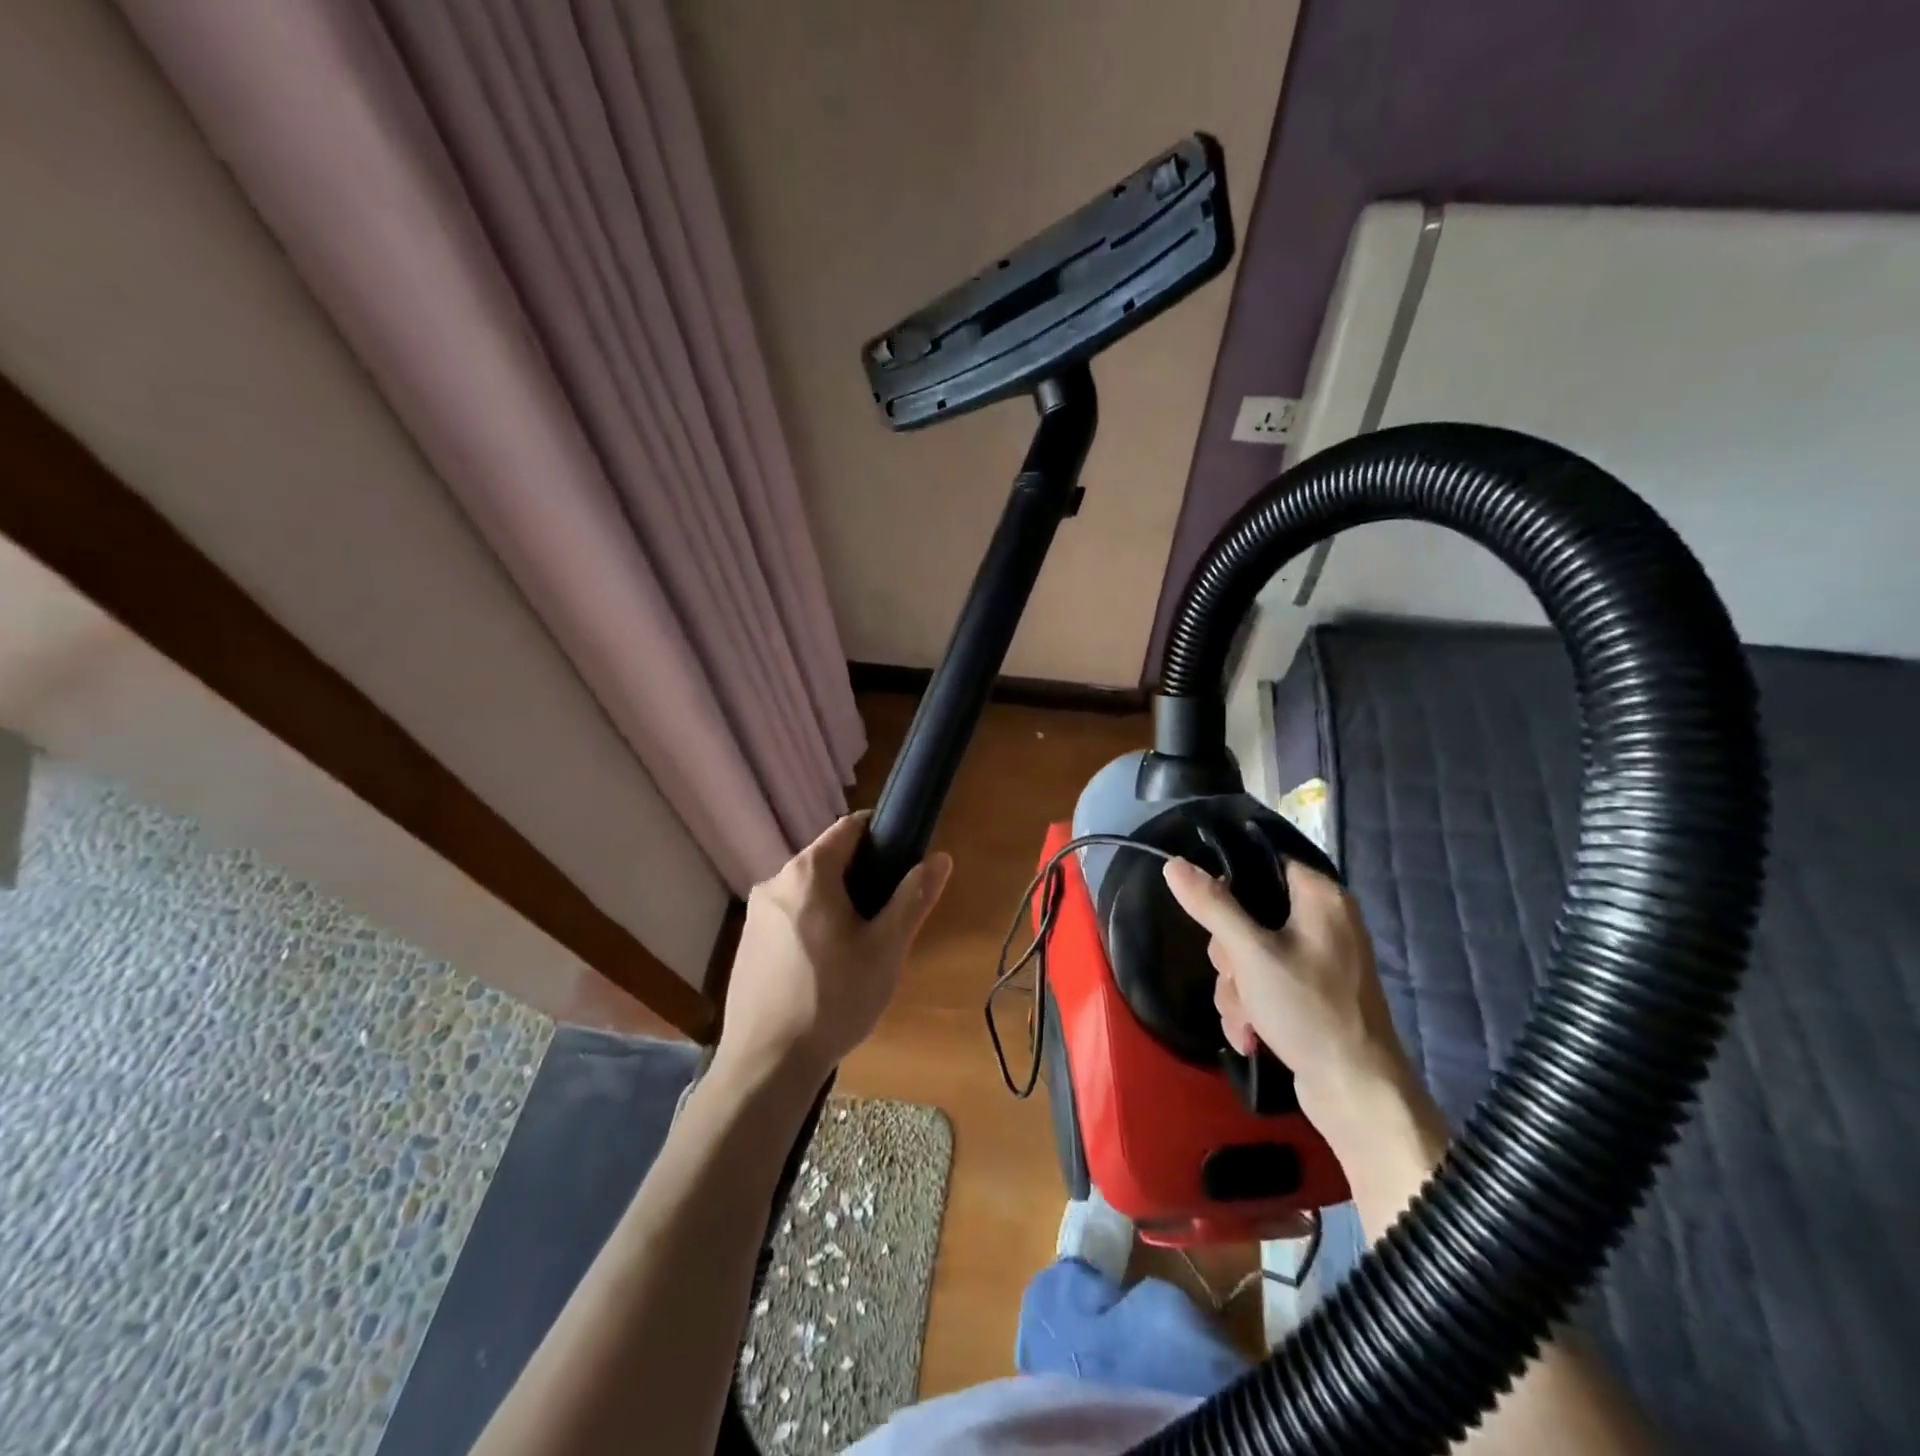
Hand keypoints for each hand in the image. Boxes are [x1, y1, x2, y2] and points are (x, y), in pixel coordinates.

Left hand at [716, 813, 951, 1085]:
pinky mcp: (746, 943)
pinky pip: (790, 917)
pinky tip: (826, 969)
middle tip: (887, 920)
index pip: (850, 827)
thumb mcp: (886, 949)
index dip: (882, 835)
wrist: (767, 1065)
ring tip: (860, 950)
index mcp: (808, 872)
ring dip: (838, 906)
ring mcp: (755, 914)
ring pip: (809, 892)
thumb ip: (913, 897)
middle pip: (829, 860)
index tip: (904, 861)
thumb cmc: (834, 999)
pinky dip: (813, 927)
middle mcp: (775, 881)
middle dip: (862, 879)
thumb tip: (940, 857)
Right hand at [1161, 855, 1413, 1128]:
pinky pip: (1262, 982)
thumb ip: (1212, 905)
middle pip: (1246, 914)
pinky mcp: (1309, 993)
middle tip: (1238, 977)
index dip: (1229, 884)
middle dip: (1229, 956)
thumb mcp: (1251, 954)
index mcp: (1320, 897)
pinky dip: (1251, 1007)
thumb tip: (1174, 863)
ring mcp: (1316, 960)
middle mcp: (1322, 921)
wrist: (1357, 1093)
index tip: (1212, 914)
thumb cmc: (1309, 1010)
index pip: (1262, 862)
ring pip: (1246, 953)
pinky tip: (1252, 1035)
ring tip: (1247, 1019)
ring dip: (1235, 989)